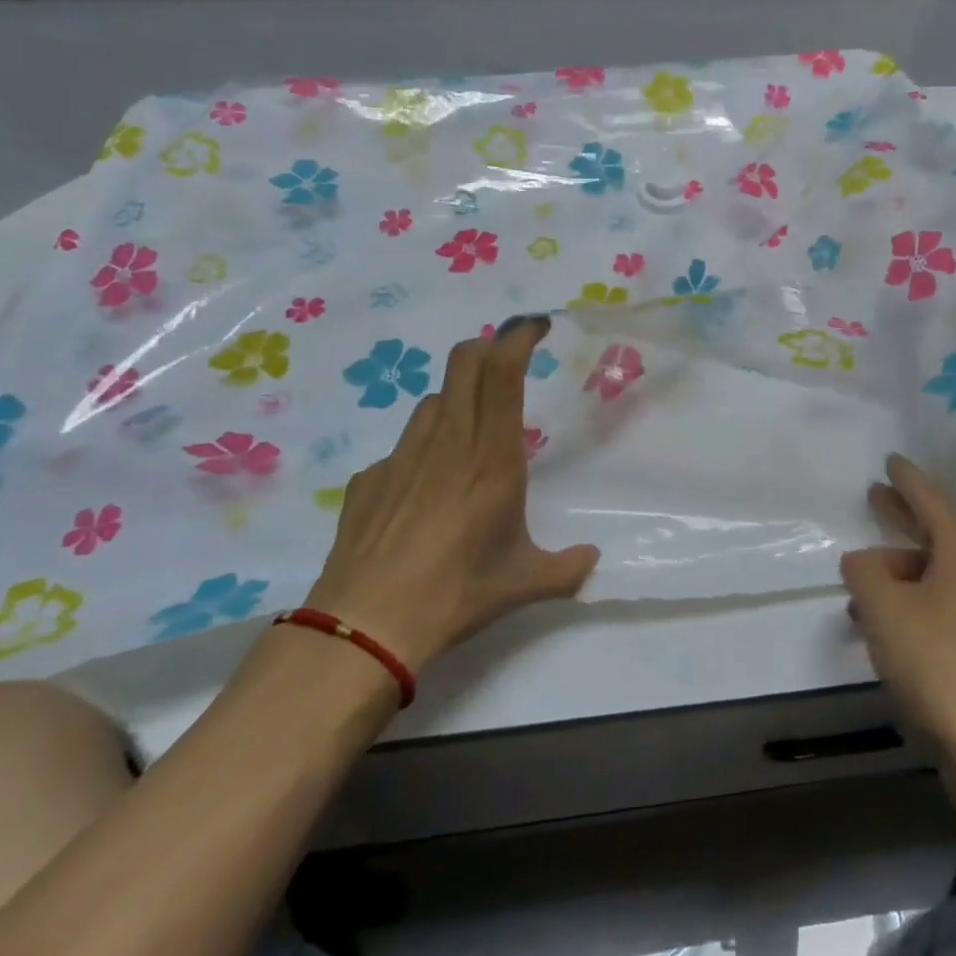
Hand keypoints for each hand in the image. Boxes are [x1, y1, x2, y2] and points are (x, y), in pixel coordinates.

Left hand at [305, 317, 597, 668]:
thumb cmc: (456, 595)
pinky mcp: (368, 479)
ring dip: (457, 397)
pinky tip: (423, 491)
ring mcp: (402, 457)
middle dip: (487, 347)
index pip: (502, 372)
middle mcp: (448, 443)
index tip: (536, 326)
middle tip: (506, 361)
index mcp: (492, 458)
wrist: (364, 628)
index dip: (518, 337)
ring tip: (470, 432)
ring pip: (433, 400)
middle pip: (463, 363)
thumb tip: (592, 560)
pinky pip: (403, 446)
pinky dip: (422, 450)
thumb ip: (567, 568)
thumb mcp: (523, 583)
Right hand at [841, 455, 955, 762]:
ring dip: (901, 572)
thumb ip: (864, 573)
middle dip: (904, 517)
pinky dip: (915, 602)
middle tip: (875, 498)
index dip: (906, 479)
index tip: (890, 460)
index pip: (932, 500)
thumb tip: (862, 560)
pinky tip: (889, 626)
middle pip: (938, 533)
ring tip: (863, 584)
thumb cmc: (937, 664)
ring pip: (939, 575)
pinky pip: (946, 605)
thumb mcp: (884, 609)